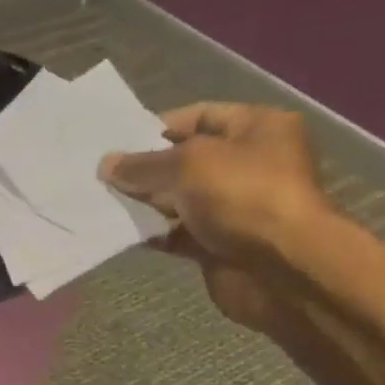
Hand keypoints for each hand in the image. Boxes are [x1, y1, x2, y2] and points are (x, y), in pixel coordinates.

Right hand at [101, 102, 333, 330]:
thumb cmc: (243, 196)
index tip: (120, 141)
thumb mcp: (189, 164)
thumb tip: (106, 164)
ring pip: (180, 200)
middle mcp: (248, 164)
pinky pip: (179, 234)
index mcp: (257, 128)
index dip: (160, 127)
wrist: (280, 268)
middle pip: (187, 160)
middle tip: (104, 175)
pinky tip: (123, 232)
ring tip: (105, 202)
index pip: (201, 116)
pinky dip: (154, 233)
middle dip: (148, 168)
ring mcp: (234, 208)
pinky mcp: (219, 246)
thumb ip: (144, 164)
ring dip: (146, 203)